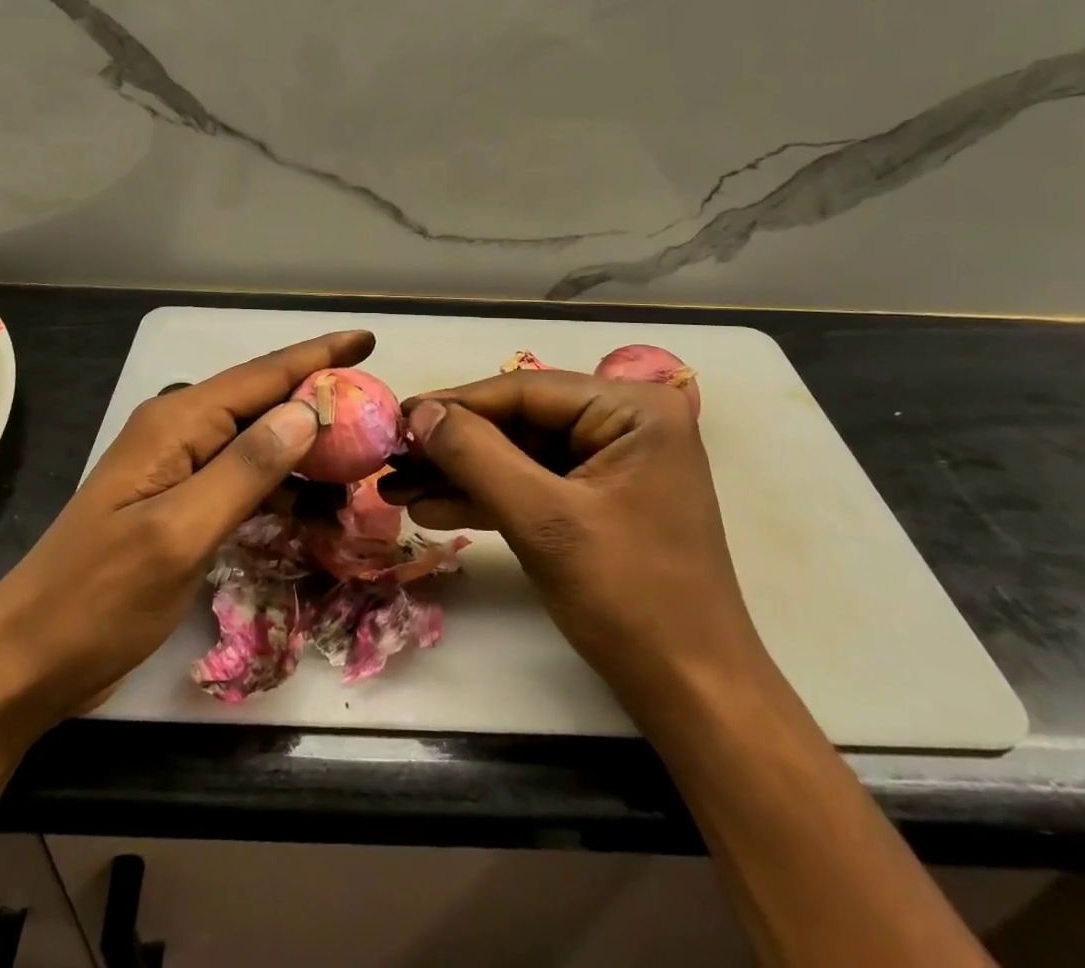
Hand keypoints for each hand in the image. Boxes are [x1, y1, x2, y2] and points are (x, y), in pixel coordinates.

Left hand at [0, 329, 373, 727]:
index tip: (368, 339)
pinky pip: (243, 479)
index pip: (262, 376)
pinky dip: (280, 487)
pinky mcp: (180, 504)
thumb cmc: (98, 598)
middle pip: (263, 402)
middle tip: (378, 415)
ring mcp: (178, 469)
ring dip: (305, 452)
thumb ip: (245, 470)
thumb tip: (305, 414)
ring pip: (257, 442)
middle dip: (320, 402)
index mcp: (177, 423)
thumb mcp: (178, 534)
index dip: (318, 355)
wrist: (27, 661)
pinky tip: (312, 506)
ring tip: (359, 465)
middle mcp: (179, 433)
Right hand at [401, 370, 761, 708]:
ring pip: (520, 455)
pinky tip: (434, 508)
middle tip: (391, 458)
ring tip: (397, 488)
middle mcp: (626, 422)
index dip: (455, 404)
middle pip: (519, 422)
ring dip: (461, 475)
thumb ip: (476, 456)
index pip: (525, 391)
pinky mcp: (600, 499)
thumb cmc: (629, 598)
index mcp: (633, 409)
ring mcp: (614, 462)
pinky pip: (535, 484)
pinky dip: (488, 498)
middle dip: (454, 447)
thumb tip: (420, 412)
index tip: (397, 416)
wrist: (693, 695)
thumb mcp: (543, 520)